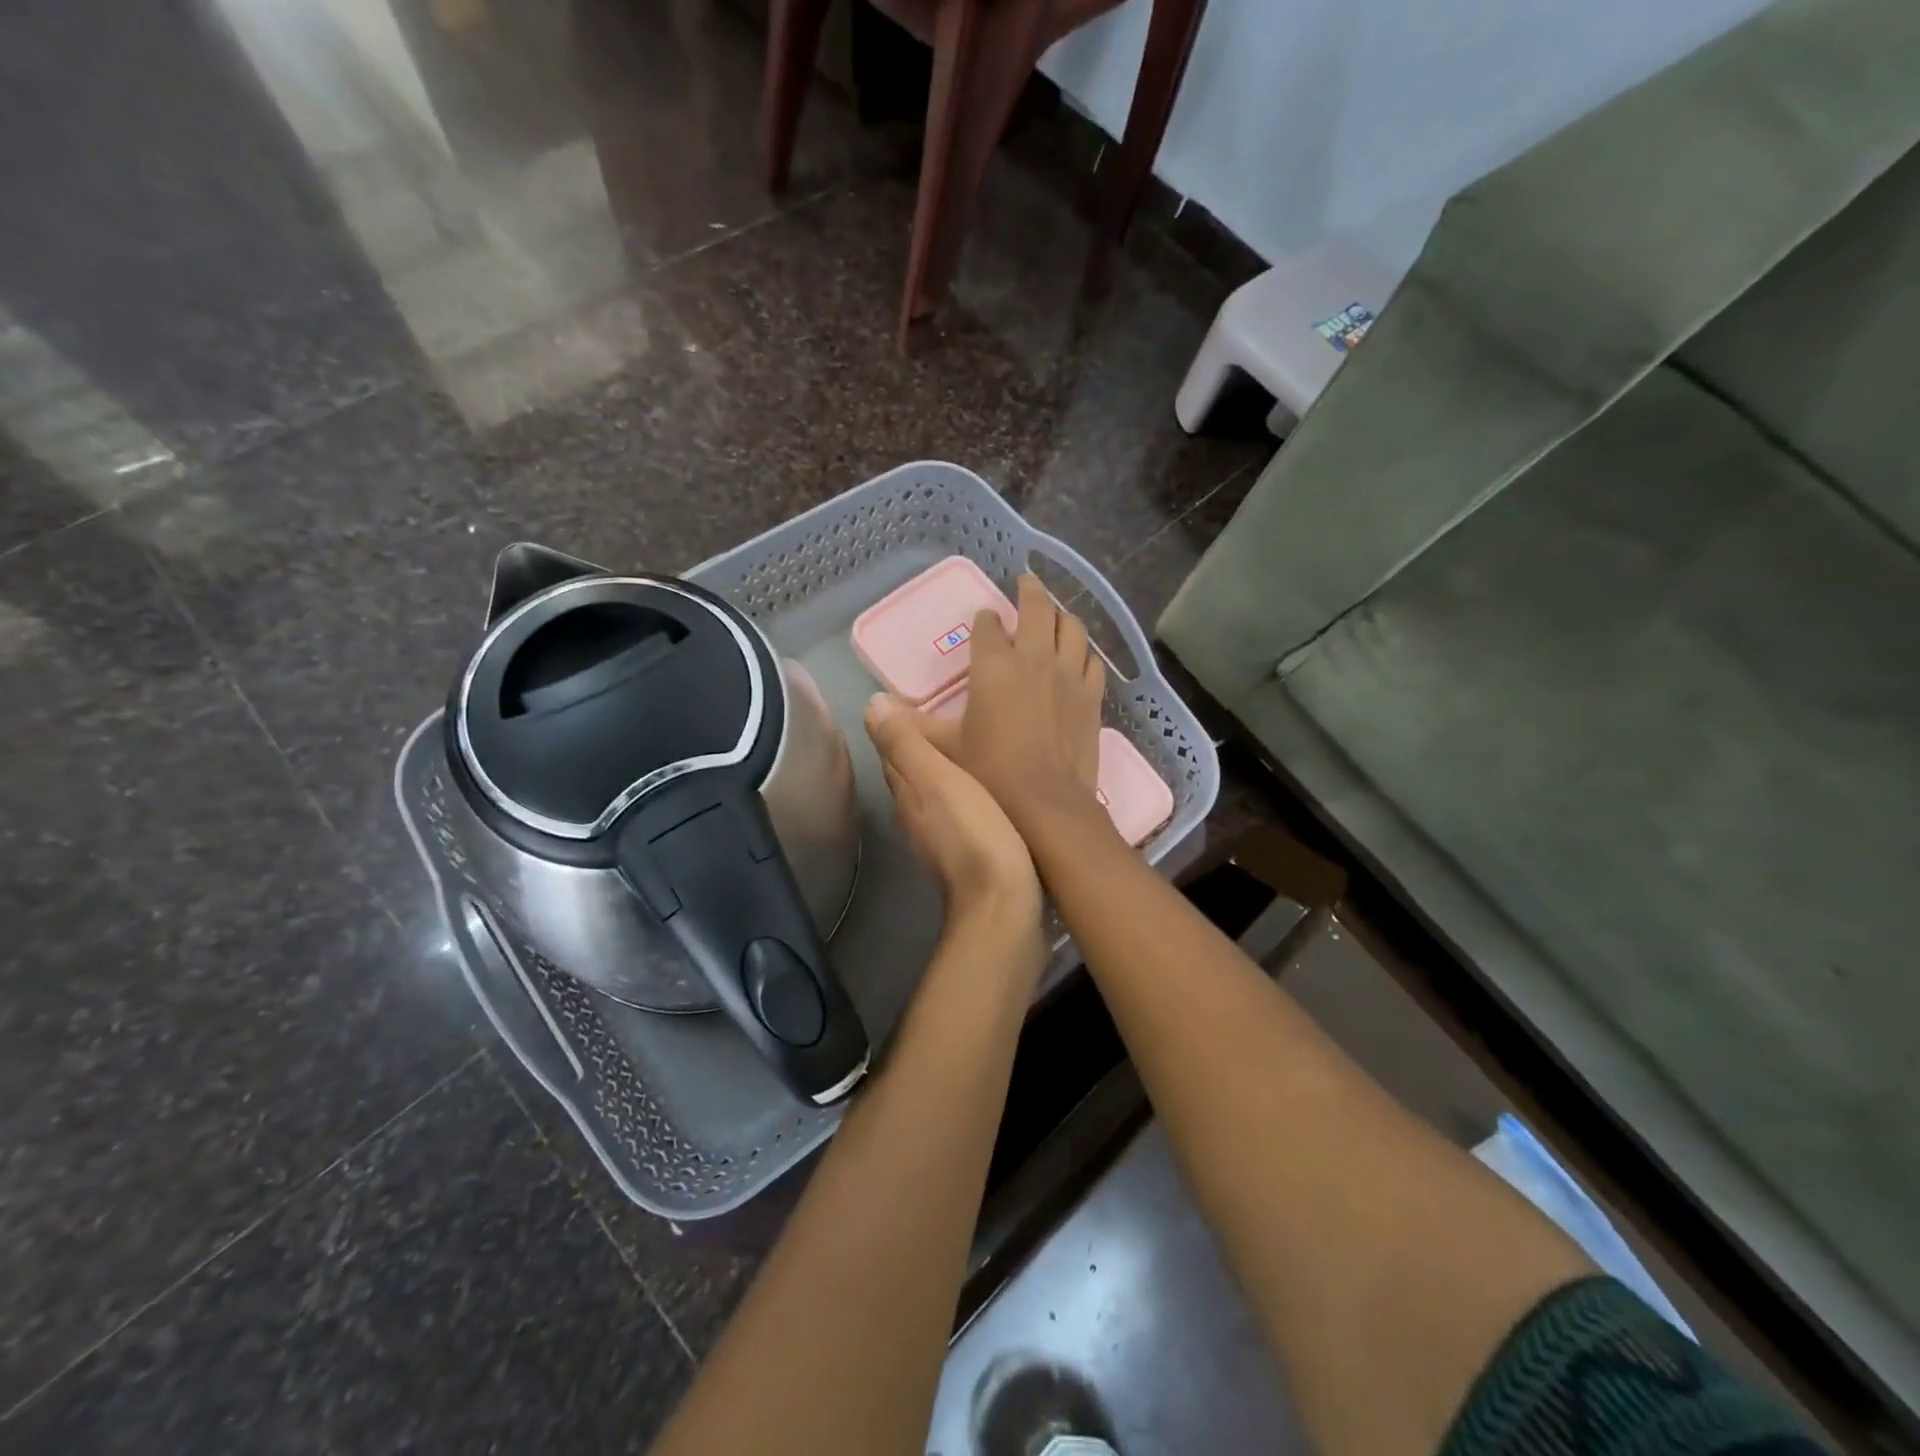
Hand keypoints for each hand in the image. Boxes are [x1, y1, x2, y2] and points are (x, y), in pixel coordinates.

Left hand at [865, 694, 1041, 930]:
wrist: (1004, 903)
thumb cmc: (973, 832)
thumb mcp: (938, 778)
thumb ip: (905, 743)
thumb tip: (870, 703)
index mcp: (906, 793)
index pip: (892, 753)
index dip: (899, 727)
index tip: (915, 701)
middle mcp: (914, 816)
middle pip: (910, 775)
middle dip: (920, 749)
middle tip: (945, 718)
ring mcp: (938, 839)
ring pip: (933, 795)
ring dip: (941, 773)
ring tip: (966, 748)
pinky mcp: (965, 855)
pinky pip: (957, 814)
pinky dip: (962, 796)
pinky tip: (981, 792)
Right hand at [926, 574, 1107, 838]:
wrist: (1046, 804)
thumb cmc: (990, 773)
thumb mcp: (943, 749)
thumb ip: (911, 726)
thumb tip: (877, 708)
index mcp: (994, 665)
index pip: (988, 626)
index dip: (985, 620)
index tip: (984, 620)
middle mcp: (1034, 658)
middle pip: (1038, 608)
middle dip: (1030, 591)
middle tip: (1026, 583)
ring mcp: (1068, 675)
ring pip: (1072, 627)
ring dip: (1062, 615)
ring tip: (1055, 613)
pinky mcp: (1091, 696)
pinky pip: (1092, 661)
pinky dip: (1084, 651)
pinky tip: (1080, 656)